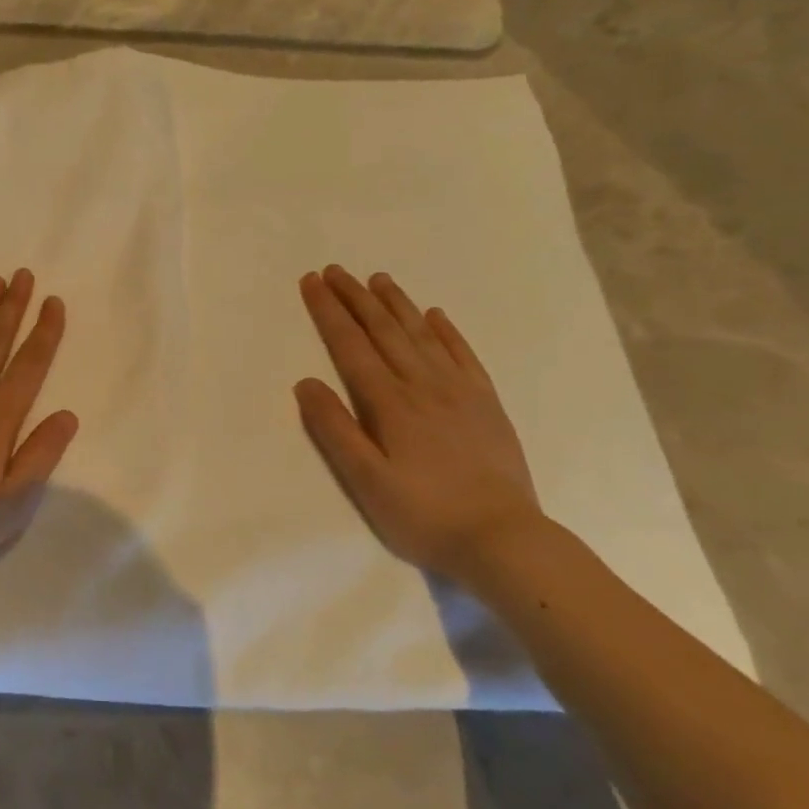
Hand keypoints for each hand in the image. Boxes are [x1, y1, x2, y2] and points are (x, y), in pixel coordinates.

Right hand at [296, 266, 541, 578]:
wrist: (502, 538)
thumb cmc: (422, 514)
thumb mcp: (365, 480)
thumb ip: (334, 429)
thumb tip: (305, 383)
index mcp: (389, 403)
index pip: (350, 346)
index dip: (328, 312)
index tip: (312, 281)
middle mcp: (423, 385)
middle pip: (384, 331)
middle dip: (356, 298)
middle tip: (336, 270)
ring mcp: (459, 391)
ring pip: (422, 335)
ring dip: (397, 304)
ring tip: (377, 279)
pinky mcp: (486, 404)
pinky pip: (463, 355)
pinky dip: (446, 331)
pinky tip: (435, 315)